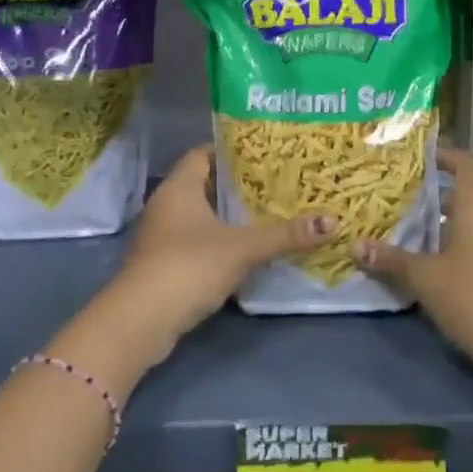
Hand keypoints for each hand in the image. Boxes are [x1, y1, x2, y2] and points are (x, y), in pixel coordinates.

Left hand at [76, 146, 331, 376]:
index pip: (204, 153)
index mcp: (179, 187)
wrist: (140, 321)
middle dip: (238, 186)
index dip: (232, 150)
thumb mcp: (243, 248)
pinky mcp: (163, 266)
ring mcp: (161, 237)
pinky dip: (219, 243)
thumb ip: (285, 235)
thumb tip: (332, 222)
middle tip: (277, 184)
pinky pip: (196, 243)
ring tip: (269, 214)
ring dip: (229, 217)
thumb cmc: (188, 266)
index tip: (265, 153)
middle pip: (205, 185)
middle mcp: (166, 205)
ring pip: (201, 217)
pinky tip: (247, 251)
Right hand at [354, 147, 472, 375]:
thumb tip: (357, 245)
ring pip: (472, 225)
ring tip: (407, 236)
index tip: (420, 158)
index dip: (447, 156)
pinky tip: (432, 270)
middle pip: (467, 197)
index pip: (469, 166)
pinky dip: (455, 249)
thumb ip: (393, 261)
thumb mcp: (426, 280)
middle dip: (433, 198)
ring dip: (442, 227)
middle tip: (398, 202)